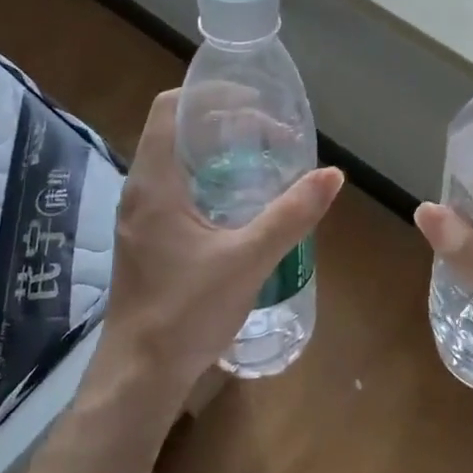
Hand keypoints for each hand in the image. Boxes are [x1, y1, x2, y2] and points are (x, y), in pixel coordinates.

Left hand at [85, 90, 343, 424]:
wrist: (140, 376)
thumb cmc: (186, 313)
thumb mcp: (247, 260)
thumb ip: (290, 215)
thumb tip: (332, 175)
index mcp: (155, 183)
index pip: (171, 108)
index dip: (211, 95)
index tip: (255, 103)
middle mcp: (141, 190)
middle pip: (178, 131)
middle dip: (225, 123)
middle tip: (272, 134)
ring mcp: (141, 216)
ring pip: (179, 161)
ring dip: (219, 152)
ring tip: (264, 160)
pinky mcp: (148, 238)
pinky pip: (179, 189)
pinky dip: (211, 179)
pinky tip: (243, 203)